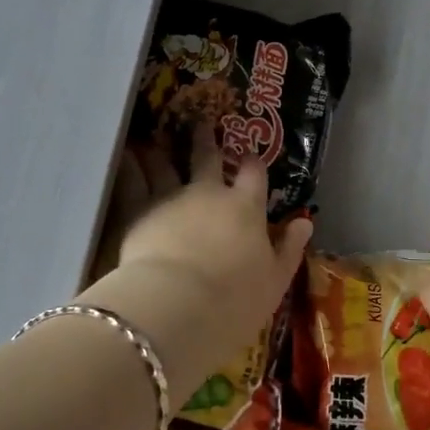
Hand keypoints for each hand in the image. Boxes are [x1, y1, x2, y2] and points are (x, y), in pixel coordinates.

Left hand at [85, 126, 311, 395]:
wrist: (178, 307)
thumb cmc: (234, 300)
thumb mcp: (275, 281)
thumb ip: (289, 250)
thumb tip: (304, 223)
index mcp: (245, 208)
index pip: (253, 176)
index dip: (252, 163)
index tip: (250, 154)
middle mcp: (209, 194)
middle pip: (208, 159)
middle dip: (206, 140)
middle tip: (201, 122)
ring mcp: (171, 198)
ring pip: (166, 165)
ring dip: (162, 149)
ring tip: (156, 137)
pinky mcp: (138, 211)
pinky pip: (133, 182)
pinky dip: (130, 166)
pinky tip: (125, 155)